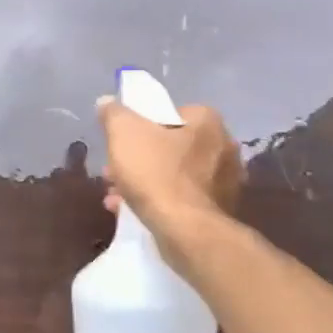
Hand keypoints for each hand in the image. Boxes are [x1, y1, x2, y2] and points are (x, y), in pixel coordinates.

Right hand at [98, 97, 241, 271]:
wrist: (186, 231)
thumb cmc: (156, 174)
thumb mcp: (123, 134)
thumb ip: (114, 114)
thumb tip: (106, 101)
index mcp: (207, 121)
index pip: (171, 112)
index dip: (142, 125)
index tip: (122, 142)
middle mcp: (224, 147)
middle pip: (171, 146)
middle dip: (139, 158)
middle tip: (114, 172)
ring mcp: (226, 182)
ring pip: (175, 175)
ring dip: (145, 182)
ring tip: (117, 196)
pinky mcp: (219, 211)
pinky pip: (182, 199)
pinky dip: (159, 202)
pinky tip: (133, 212)